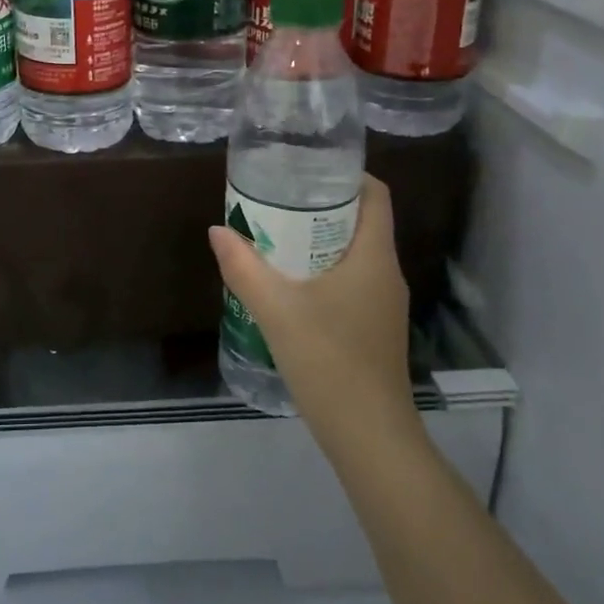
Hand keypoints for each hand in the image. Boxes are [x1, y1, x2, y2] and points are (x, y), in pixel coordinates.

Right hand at [208, 176, 423, 451]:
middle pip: (362, 221)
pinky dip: (323, 269)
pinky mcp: (375, 328)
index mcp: (373, 257)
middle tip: (278, 198)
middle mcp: (386, 273)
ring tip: (276, 234)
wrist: (368, 436)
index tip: (307, 167)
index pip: (376, 195)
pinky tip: (290, 284)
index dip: (347, 174)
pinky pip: (351, 281)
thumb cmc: (328, 360)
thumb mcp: (276, 309)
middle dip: (322, 205)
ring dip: (320, 239)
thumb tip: (217, 230)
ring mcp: (384, 304)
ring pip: (355, 253)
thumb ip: (243, 267)